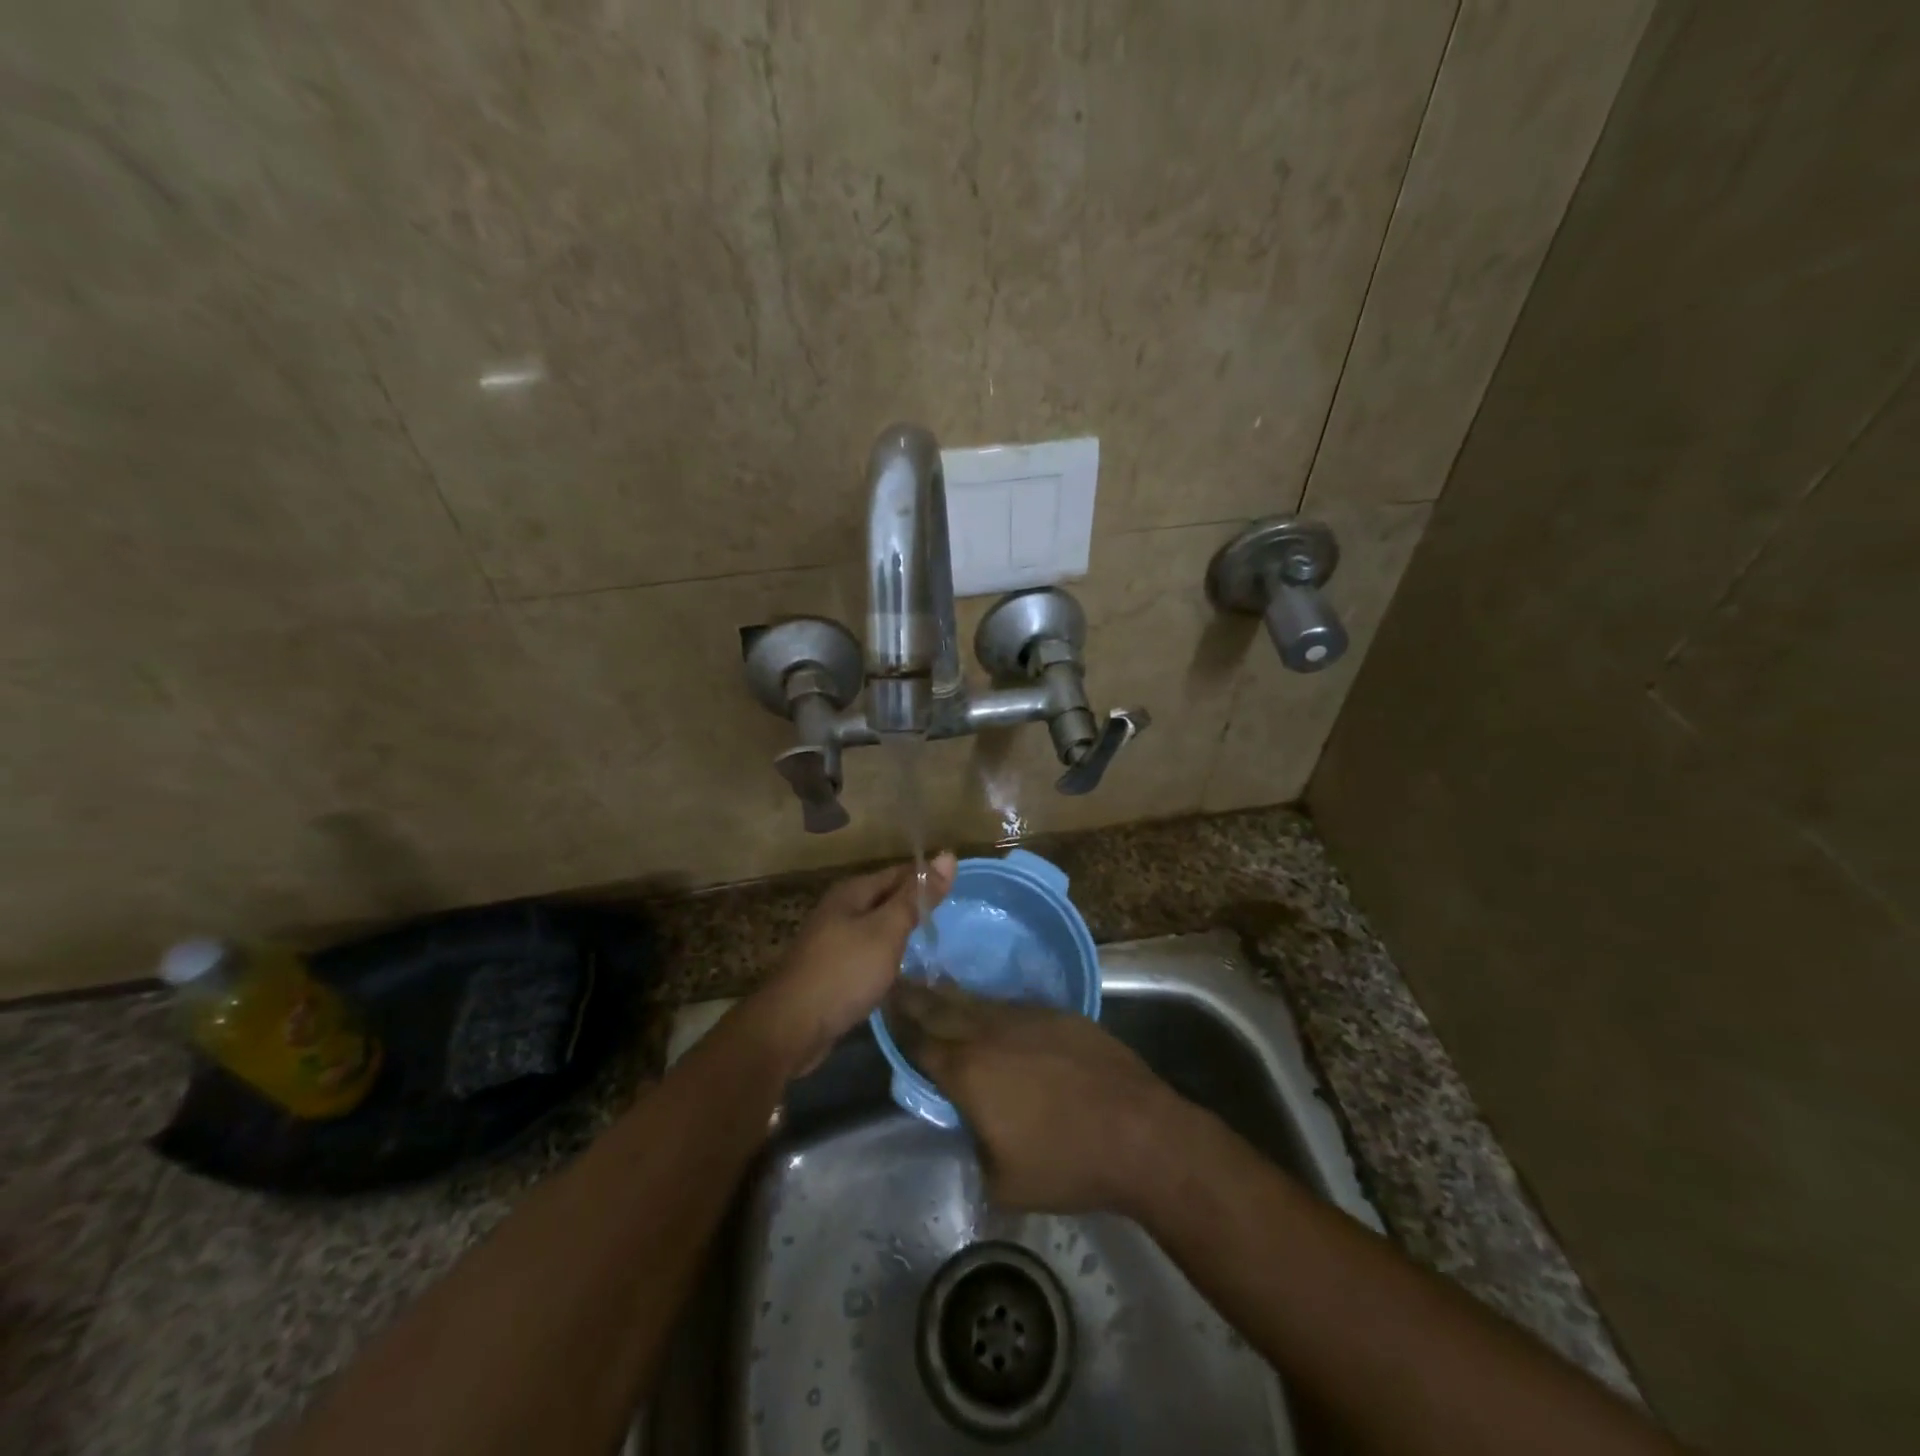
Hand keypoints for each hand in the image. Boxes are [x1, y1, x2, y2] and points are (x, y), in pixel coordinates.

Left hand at [751, 852, 955, 1076]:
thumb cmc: (844, 972)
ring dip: (902, 932)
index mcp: (852, 891)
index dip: (928, 878)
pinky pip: (867, 951)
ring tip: (934, 942)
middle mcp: (840, 908)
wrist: (792, 1027)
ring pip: (877, 926)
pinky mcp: (832, 968)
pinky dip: (887, 955)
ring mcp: (832, 939)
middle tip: (953, 918)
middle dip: (916, 905)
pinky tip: (902, 969)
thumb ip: (916, 897)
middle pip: (887, 898)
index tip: (959, 891)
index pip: (899, 873)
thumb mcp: (886, 931)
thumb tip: (948, 856)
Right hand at [887, 980, 1190, 1214]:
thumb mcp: (1003, 1179)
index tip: (884, 1008)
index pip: (921, 1043)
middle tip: (896, 983)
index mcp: (968, 1072)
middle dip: (916, 997)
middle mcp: (990, 1033)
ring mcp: (1026, 1018)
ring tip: (933, 987)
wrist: (1139, 1132)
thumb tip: (972, 1122)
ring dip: (951, 996)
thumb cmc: (1067, 1163)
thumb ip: (974, 1143)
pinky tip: (987, 1008)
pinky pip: (1011, 1005)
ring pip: (977, 1002)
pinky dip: (990, 1006)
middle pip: (942, 1009)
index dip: (900, 1027)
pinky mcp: (1057, 1014)